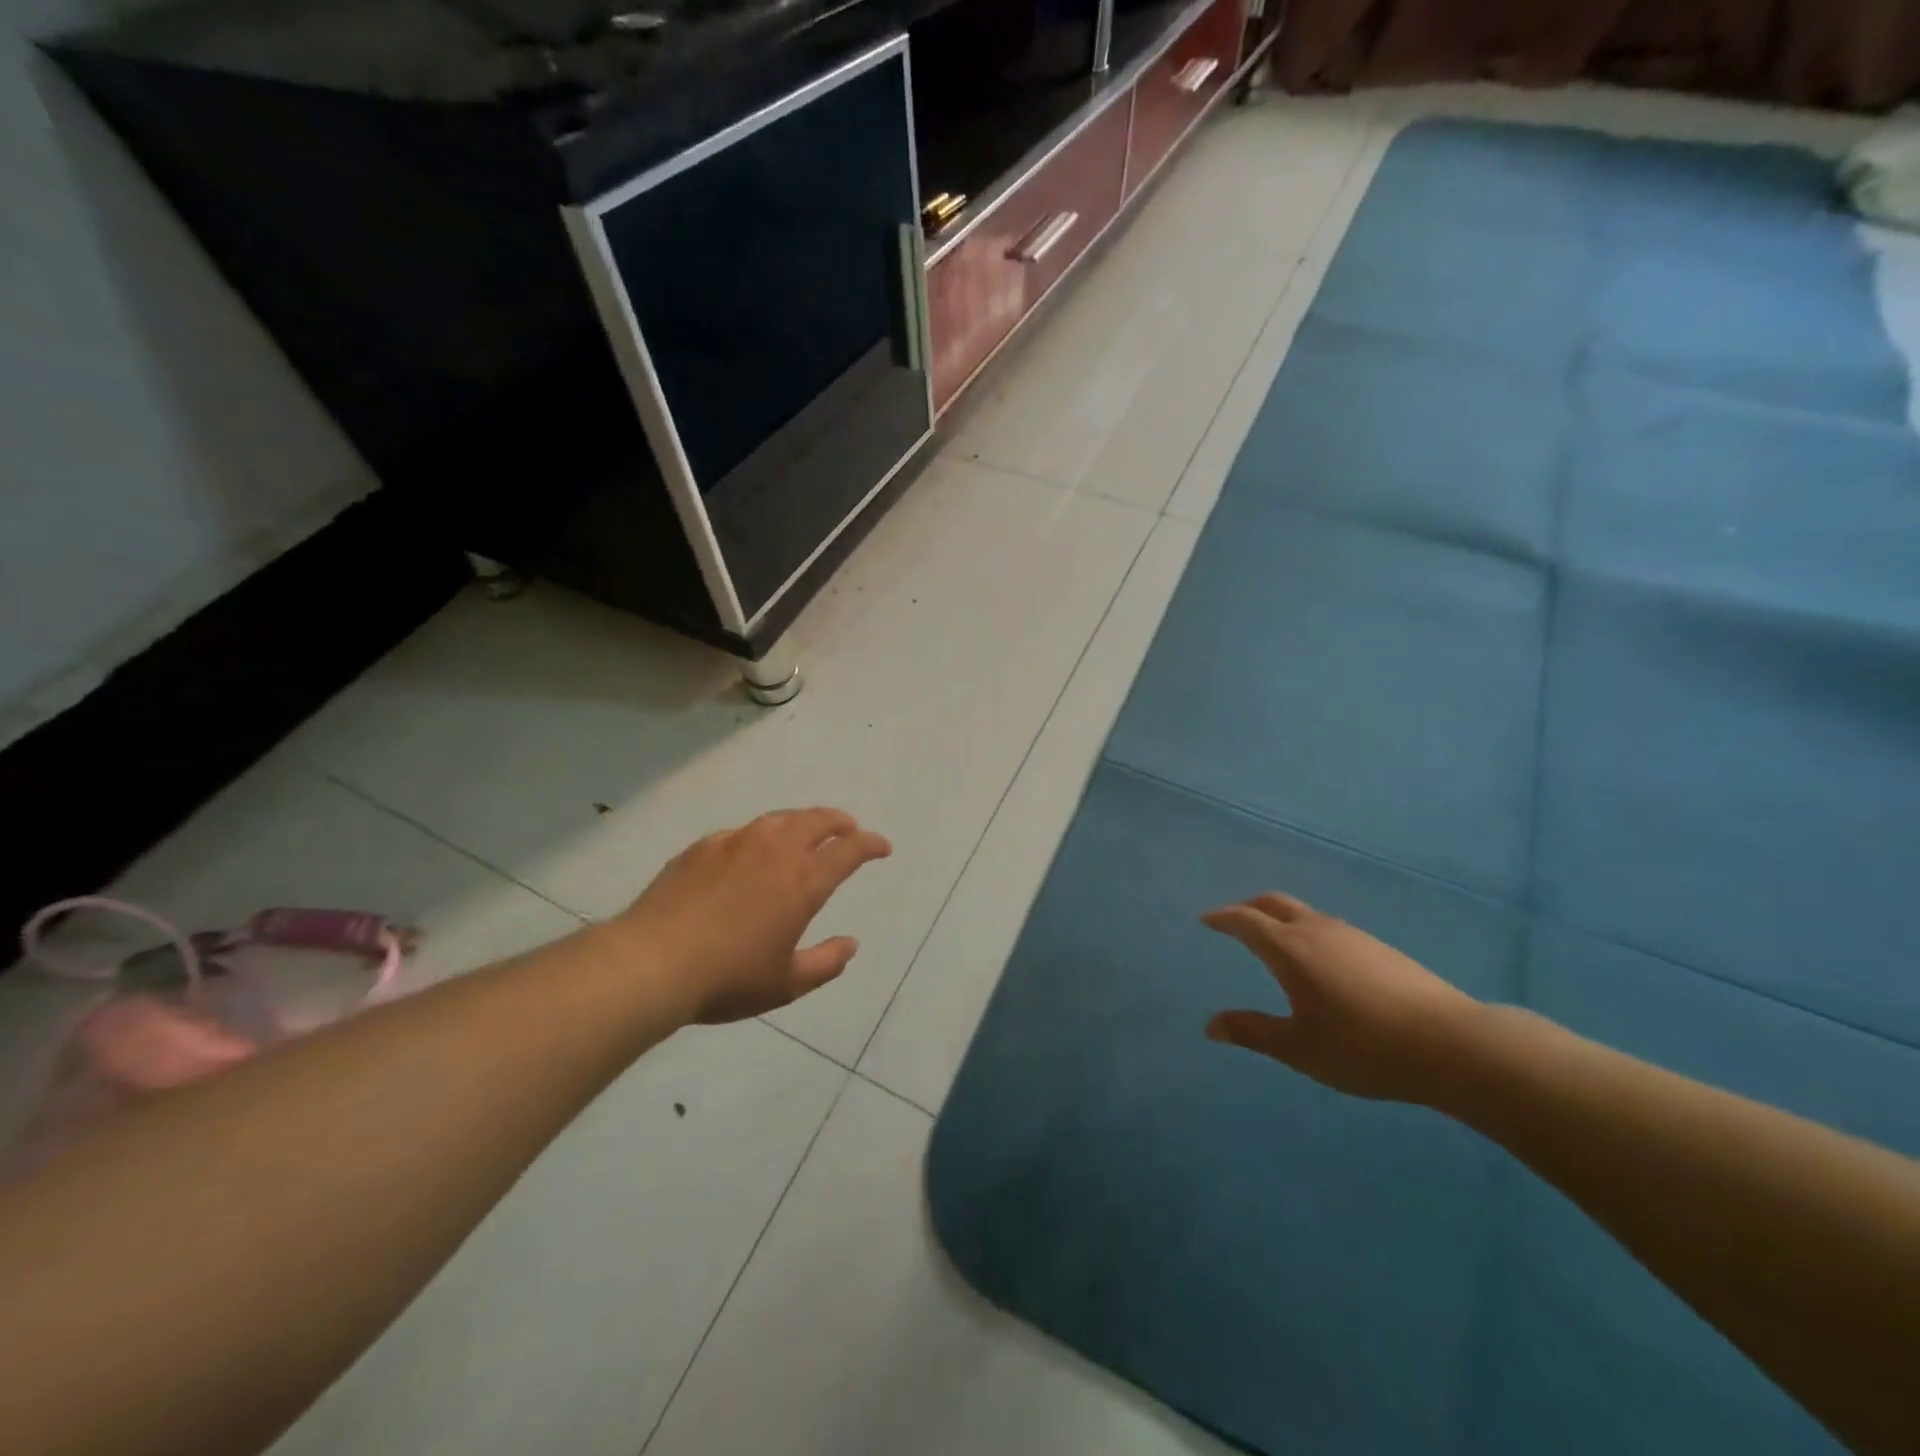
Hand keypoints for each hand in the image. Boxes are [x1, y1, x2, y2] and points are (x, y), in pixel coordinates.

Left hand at [611, 808, 891, 1024]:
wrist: (651, 962)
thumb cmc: (727, 978)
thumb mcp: (787, 984)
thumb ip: (826, 963)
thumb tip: (851, 944)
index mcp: (803, 880)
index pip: (849, 850)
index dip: (871, 844)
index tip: (882, 847)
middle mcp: (774, 850)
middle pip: (817, 820)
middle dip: (840, 822)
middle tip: (849, 829)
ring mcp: (735, 843)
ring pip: (780, 818)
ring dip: (803, 821)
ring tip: (807, 832)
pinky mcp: (702, 847)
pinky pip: (742, 832)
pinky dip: (762, 835)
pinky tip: (752, 851)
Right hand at [1202, 892, 1483, 1103]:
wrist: (1452, 1044)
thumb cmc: (1363, 1047)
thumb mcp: (1298, 1048)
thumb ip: (1252, 1032)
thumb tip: (1210, 1026)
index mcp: (1289, 950)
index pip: (1246, 921)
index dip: (1222, 918)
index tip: (1206, 919)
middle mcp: (1317, 931)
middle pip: (1274, 903)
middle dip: (1249, 906)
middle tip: (1235, 919)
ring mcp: (1353, 936)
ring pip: (1305, 914)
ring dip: (1281, 918)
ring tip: (1274, 941)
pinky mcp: (1380, 948)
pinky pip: (1329, 928)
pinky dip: (1308, 932)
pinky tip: (1320, 963)